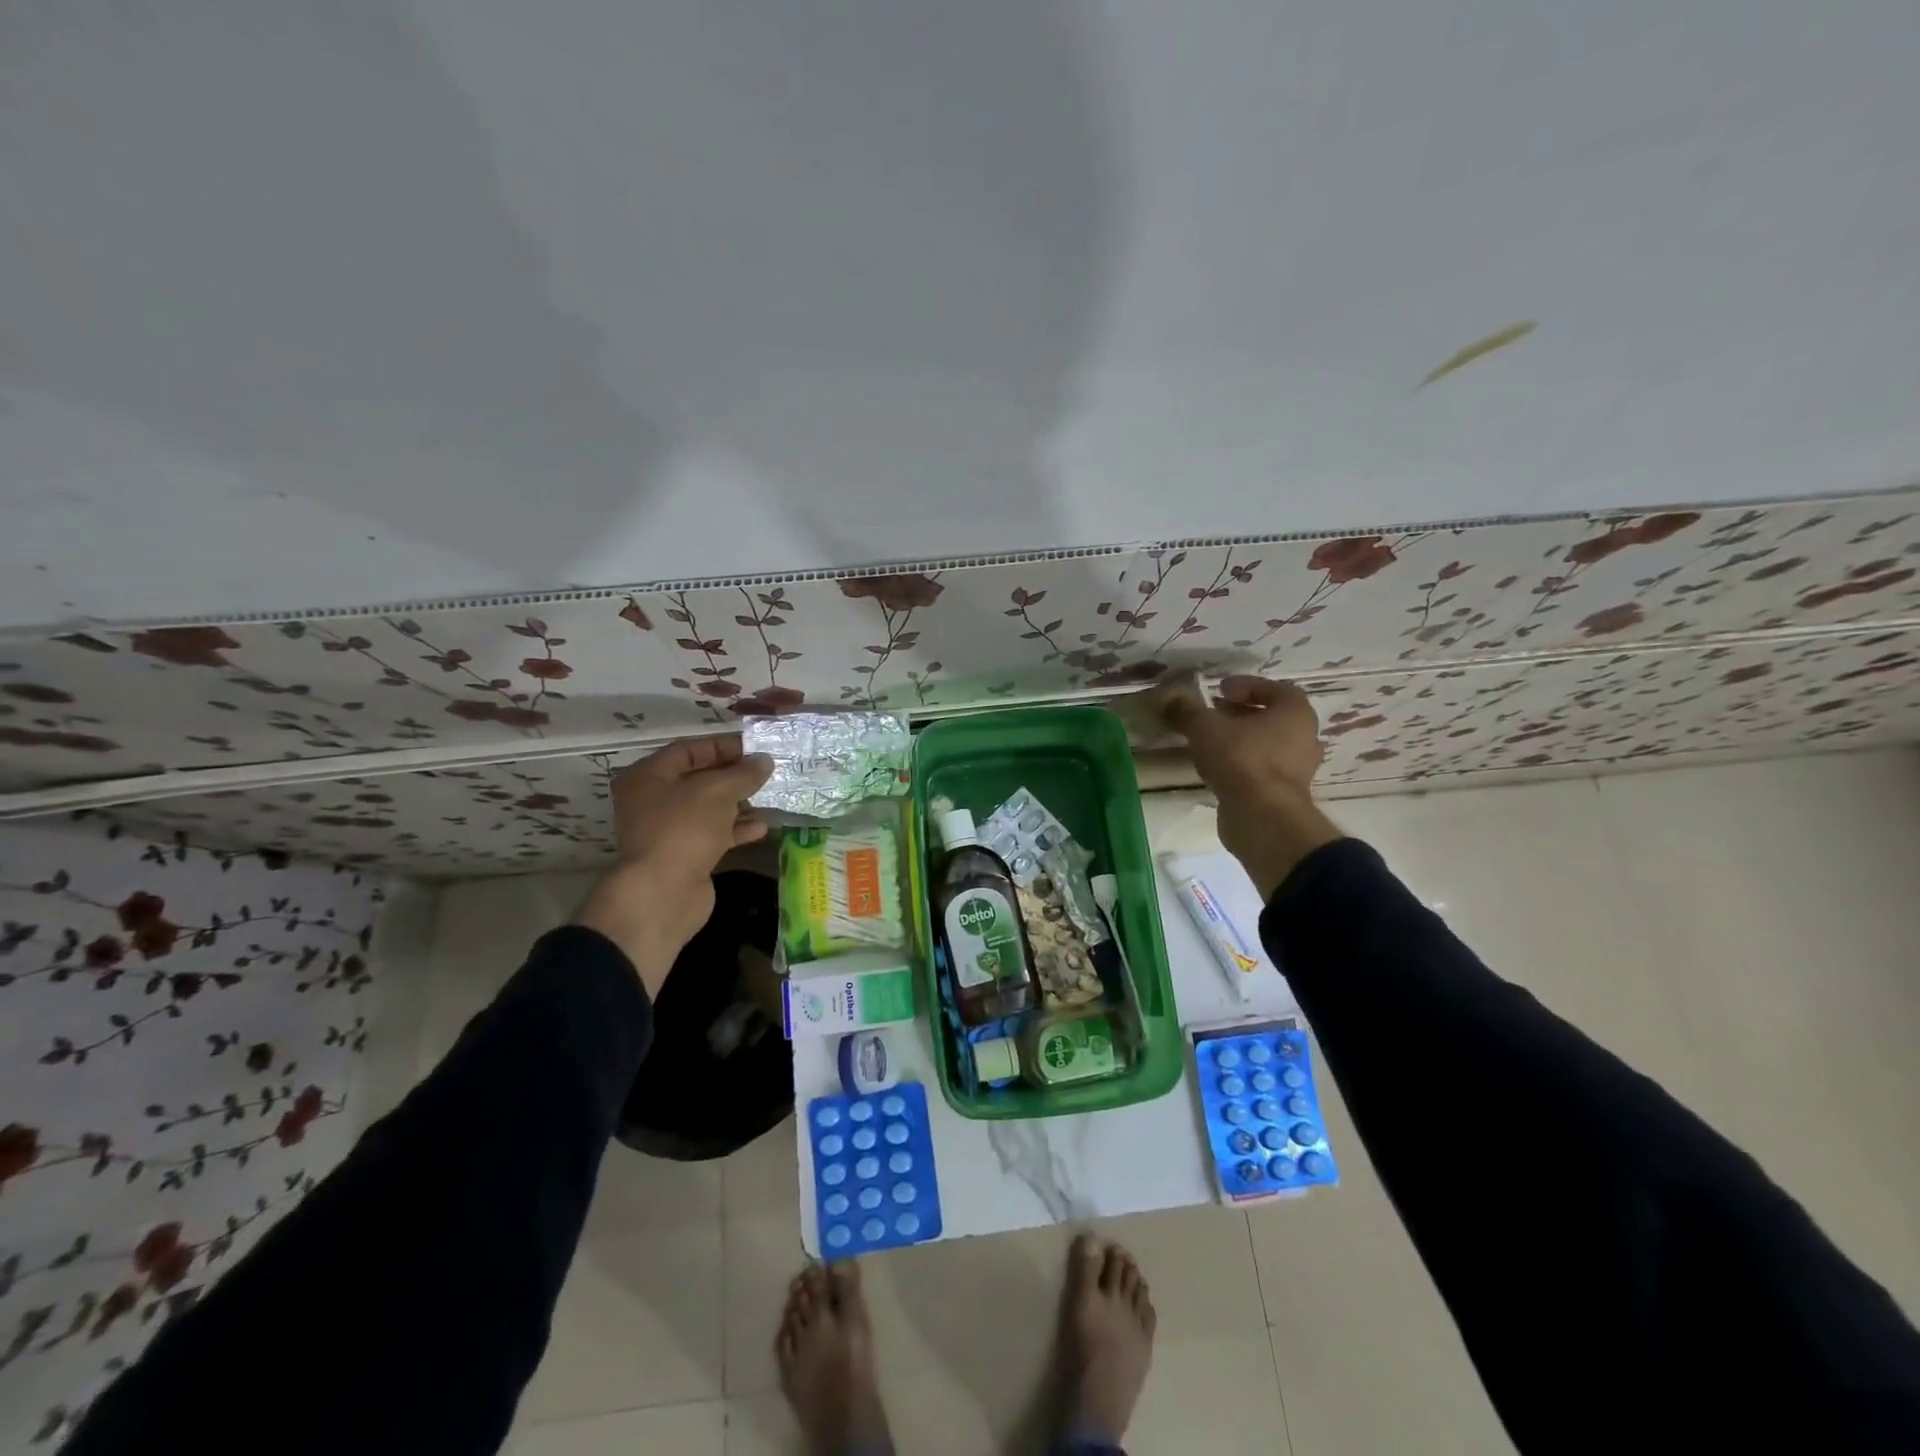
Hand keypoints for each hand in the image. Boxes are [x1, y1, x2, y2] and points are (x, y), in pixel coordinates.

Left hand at [573, 734, 773, 991]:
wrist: (663, 893)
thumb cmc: (684, 828)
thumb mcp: (718, 791)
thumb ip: (744, 773)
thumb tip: (764, 760)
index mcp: (649, 776)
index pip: (689, 749)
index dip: (723, 746)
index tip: (756, 747)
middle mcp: (653, 800)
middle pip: (699, 779)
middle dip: (734, 775)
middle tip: (767, 771)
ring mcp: (668, 830)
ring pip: (709, 808)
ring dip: (739, 803)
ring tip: (770, 797)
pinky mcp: (684, 855)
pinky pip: (713, 834)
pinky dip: (736, 829)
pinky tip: (762, 827)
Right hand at [1147, 675, 1342, 897]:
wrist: (1261, 818)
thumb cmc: (1241, 760)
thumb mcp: (1204, 727)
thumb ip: (1187, 710)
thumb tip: (1169, 698)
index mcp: (1296, 713)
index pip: (1276, 688)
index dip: (1246, 686)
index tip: (1220, 691)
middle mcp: (1305, 738)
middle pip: (1272, 718)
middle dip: (1242, 714)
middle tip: (1213, 715)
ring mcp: (1298, 769)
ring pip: (1267, 745)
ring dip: (1241, 741)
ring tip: (1210, 743)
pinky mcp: (1284, 795)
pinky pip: (1262, 770)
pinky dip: (1241, 765)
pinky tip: (1216, 769)